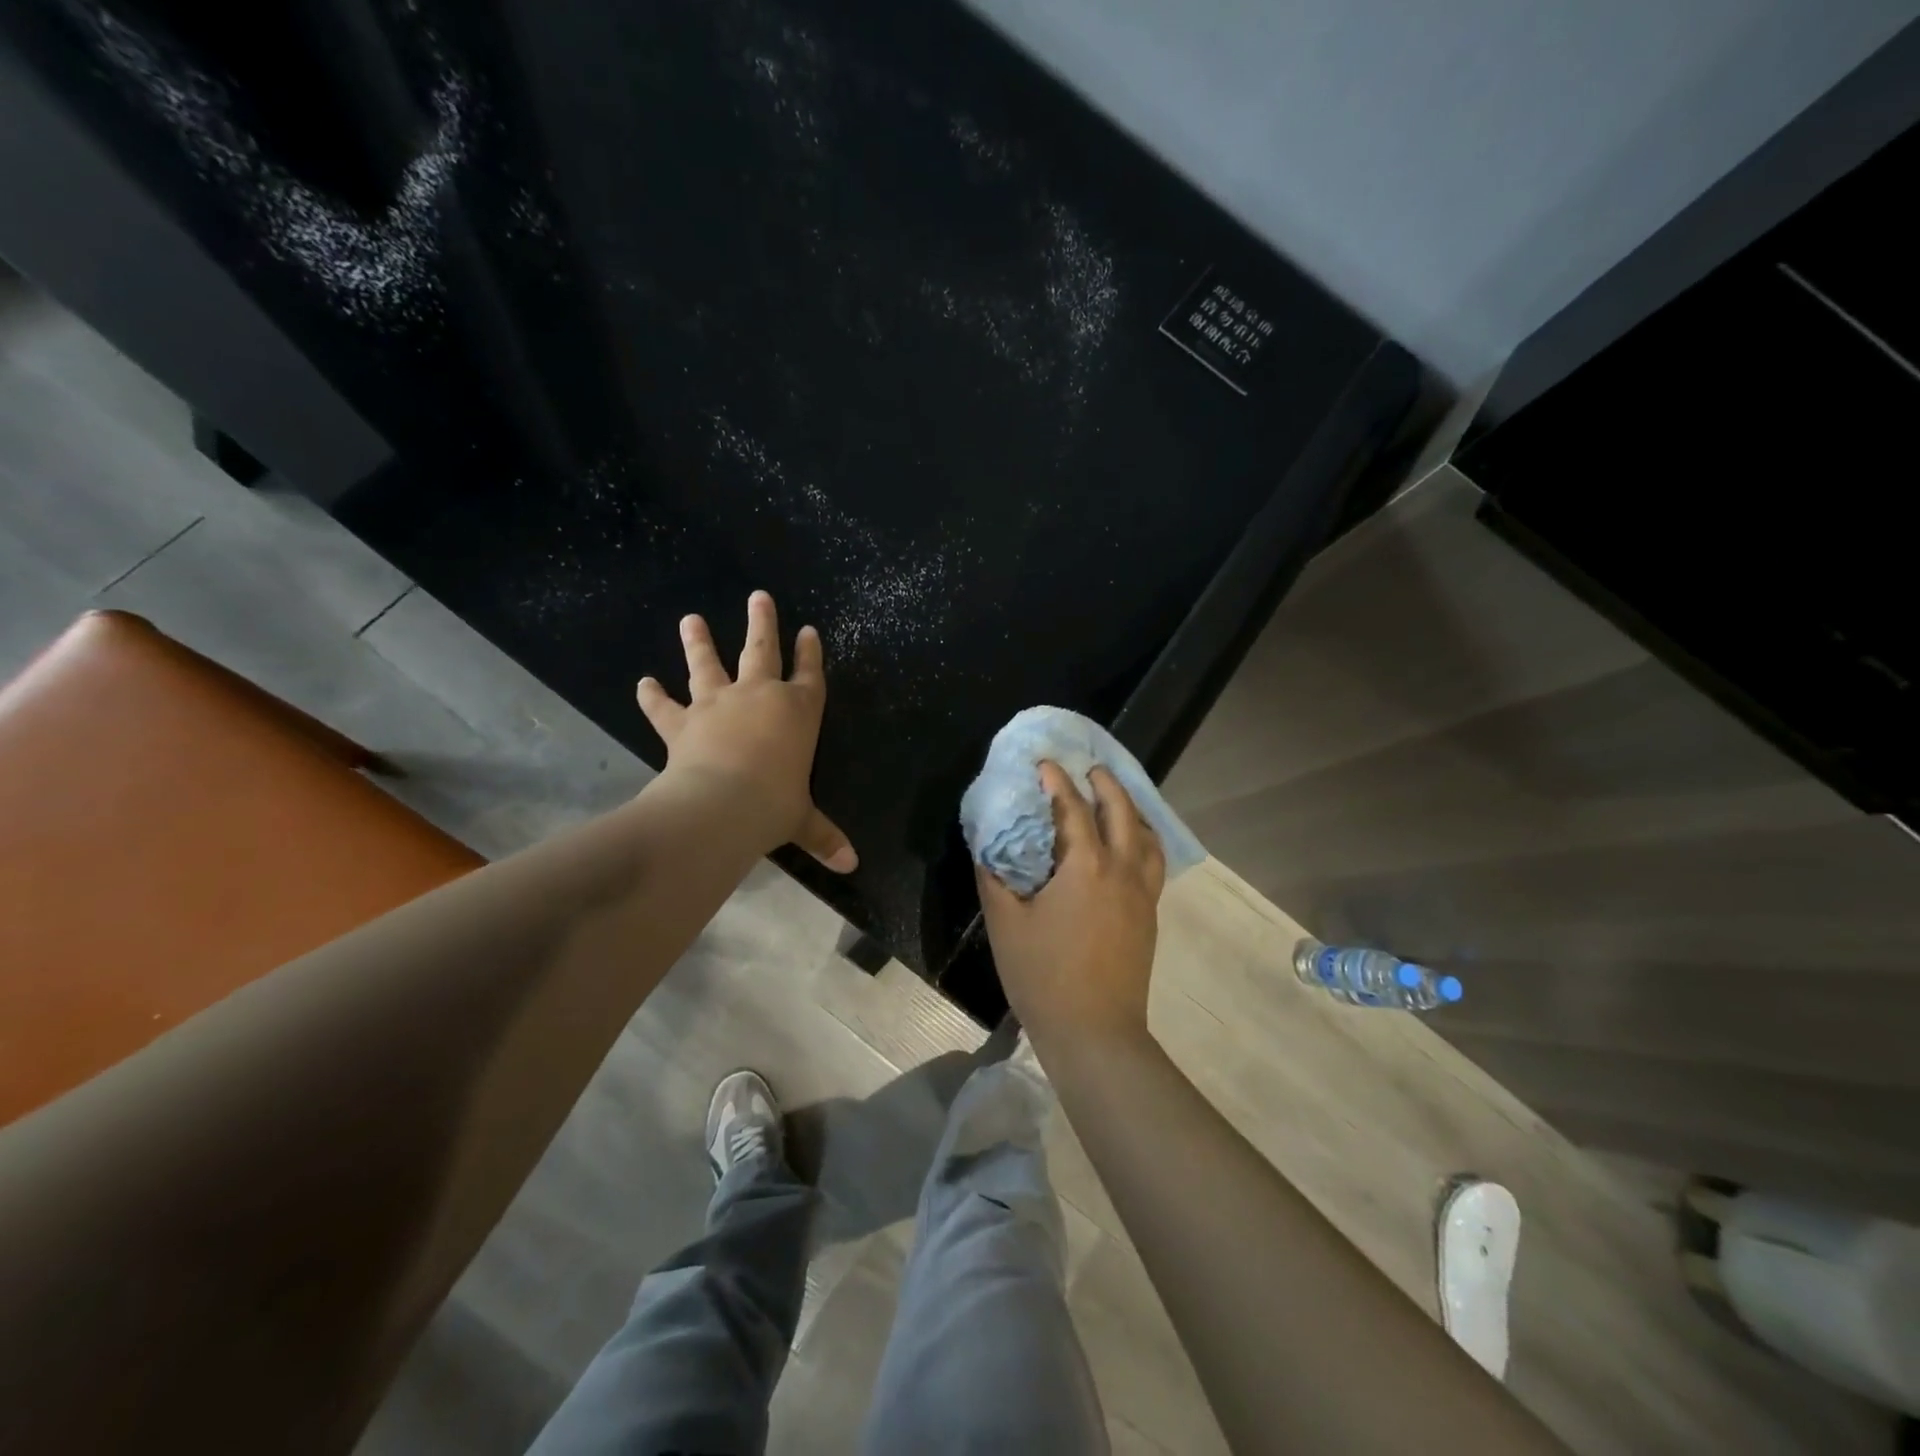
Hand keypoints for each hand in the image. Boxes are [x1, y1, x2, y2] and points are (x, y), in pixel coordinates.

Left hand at [637, 591, 856, 872]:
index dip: (810, 652)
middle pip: (762, 650)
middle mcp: (759, 697)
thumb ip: (824, 836)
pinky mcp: (683, 722)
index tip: (808, 630)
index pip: (810, 675)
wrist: (721, 805)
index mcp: (798, 712)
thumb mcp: (802, 821)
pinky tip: (643, 682)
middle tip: (759, 596)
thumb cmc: (774, 805)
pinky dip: (653, 696)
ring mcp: (718, 704)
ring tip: (691, 619)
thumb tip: (851, 865)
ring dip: (699, 641)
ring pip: (709, 664)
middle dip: (762, 622)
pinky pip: (665, 706)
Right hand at [976, 762, 1165, 1048]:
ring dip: (1132, 810)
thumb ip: (995, 879)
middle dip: (1106, 785)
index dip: (1057, 782)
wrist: (1095, 1032)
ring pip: (1147, 836)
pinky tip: (1130, 848)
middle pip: (1122, 812)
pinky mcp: (1150, 915)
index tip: (1045, 763)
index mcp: (1085, 866)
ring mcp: (1142, 893)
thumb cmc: (1043, 976)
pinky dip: (1143, 840)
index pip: (1073, 809)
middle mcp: (1122, 870)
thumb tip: (989, 848)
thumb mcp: (1006, 924)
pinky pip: (1153, 862)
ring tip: (1116, 801)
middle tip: (1090, 770)